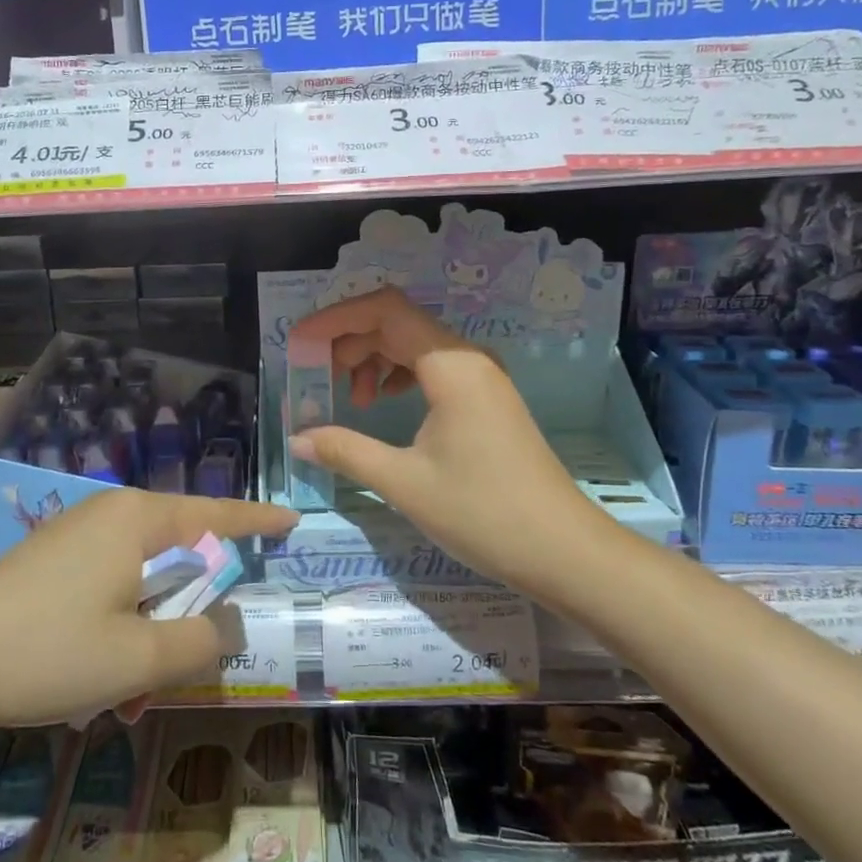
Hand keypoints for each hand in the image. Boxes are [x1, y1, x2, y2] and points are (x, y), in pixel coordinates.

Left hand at [0, 489, 296, 741]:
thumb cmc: (46, 652)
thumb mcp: (138, 658)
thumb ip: (201, 642)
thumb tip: (228, 625)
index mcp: (139, 518)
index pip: (217, 514)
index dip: (258, 521)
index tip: (293, 522)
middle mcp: (111, 513)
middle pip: (178, 550)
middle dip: (191, 607)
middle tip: (191, 659)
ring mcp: (76, 535)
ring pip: (140, 577)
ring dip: (150, 629)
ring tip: (129, 693)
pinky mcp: (51, 560)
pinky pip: (108, 586)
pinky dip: (118, 627)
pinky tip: (96, 679)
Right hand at [287, 287, 584, 592]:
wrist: (563, 551)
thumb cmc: (483, 513)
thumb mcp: (404, 482)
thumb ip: (346, 451)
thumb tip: (298, 440)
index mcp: (450, 365)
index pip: (384, 310)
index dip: (336, 318)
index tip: (299, 341)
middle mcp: (468, 358)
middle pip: (397, 323)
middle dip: (350, 342)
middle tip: (316, 377)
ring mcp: (481, 377)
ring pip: (414, 345)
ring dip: (373, 360)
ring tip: (349, 399)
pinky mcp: (486, 399)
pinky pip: (432, 368)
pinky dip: (398, 376)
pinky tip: (382, 404)